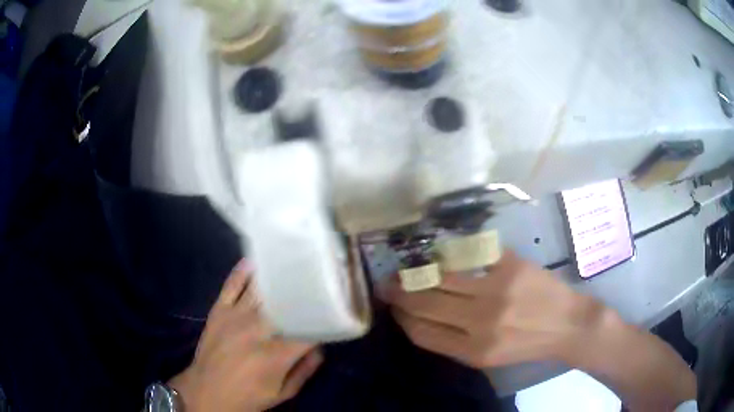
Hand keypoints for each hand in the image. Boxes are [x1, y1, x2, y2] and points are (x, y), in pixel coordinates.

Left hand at [169, 261, 322, 411]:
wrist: (206, 391)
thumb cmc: (247, 396)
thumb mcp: (281, 394)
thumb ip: (304, 372)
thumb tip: (320, 348)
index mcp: (275, 355)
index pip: (307, 330)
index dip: (322, 319)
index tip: (332, 312)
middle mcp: (256, 330)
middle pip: (285, 304)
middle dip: (302, 291)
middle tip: (317, 280)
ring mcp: (235, 316)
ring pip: (260, 290)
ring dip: (277, 276)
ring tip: (292, 262)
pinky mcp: (218, 310)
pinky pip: (231, 285)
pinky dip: (243, 271)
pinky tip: (256, 260)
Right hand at [382, 250, 602, 367]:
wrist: (568, 324)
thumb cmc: (527, 345)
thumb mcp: (488, 358)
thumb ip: (453, 342)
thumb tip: (418, 318)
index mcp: (474, 350)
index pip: (421, 331)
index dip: (401, 317)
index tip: (392, 307)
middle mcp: (482, 320)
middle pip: (426, 303)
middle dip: (399, 293)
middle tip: (386, 284)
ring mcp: (497, 288)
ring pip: (442, 276)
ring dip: (419, 273)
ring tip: (407, 270)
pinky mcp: (510, 264)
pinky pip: (470, 254)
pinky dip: (451, 255)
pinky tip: (442, 256)